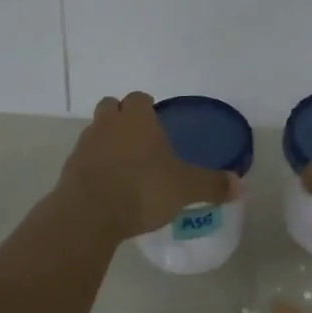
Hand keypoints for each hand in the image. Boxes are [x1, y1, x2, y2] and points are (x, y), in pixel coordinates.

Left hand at [56, 91, 237, 240]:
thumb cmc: (141, 188)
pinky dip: (94, 167)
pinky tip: (108, 187)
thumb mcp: (185, 188)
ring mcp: (85, 145)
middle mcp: (108, 123)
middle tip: (139, 140)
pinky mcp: (69, 170)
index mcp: (136, 117)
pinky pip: (84, 160)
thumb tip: (242, 185)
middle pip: (111, 107)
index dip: (146, 107)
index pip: (139, 98)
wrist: (88, 214)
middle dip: (122, 118)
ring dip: (107, 142)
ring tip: (124, 166)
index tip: (155, 121)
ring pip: (96, 132)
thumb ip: (212, 184)